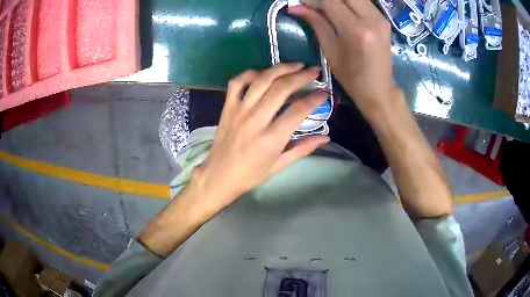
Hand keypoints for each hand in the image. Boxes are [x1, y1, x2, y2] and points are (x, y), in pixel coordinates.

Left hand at [191, 63, 329, 215]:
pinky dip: (250, 73)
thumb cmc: (250, 174)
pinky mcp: (227, 107)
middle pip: (281, 89)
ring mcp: (239, 110)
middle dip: (301, 76)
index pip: (298, 110)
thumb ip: (303, 148)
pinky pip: (237, 82)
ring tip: (296, 65)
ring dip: (281, 69)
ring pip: (261, 80)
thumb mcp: (279, 165)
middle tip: (314, 71)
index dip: (314, 99)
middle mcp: (256, 119)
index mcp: (271, 138)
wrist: (218, 175)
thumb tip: (325, 137)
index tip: (324, 93)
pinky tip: (263, 72)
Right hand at [289, 0, 393, 114]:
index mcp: (355, 30)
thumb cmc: (351, 76)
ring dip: (339, 0)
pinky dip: (350, 2)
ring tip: (328, 8)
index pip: (330, 1)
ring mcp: (380, 18)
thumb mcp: (329, 50)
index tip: (302, 2)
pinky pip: (363, 2)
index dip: (313, 0)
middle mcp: (371, 19)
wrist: (378, 88)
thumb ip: (315, 23)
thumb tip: (295, 7)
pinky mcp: (384, 19)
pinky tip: (342, 10)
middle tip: (316, 5)